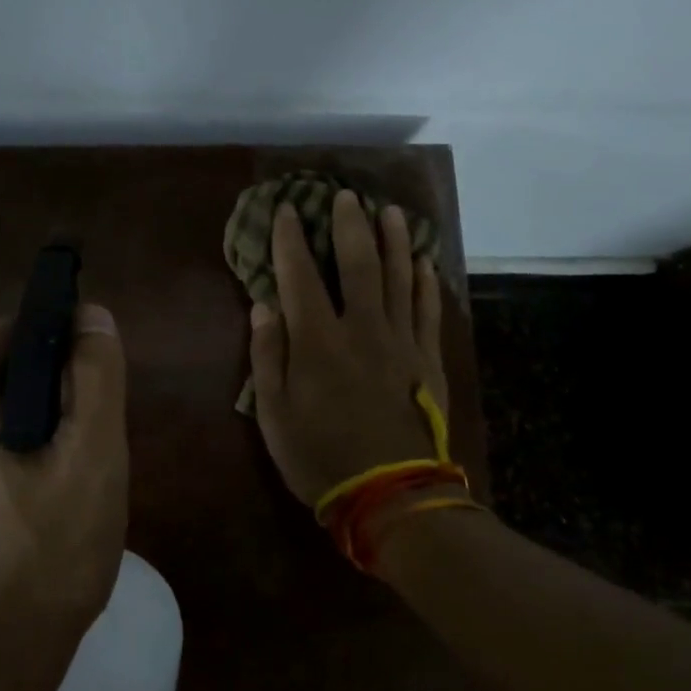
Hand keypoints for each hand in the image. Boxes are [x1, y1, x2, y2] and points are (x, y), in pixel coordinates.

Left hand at [0, 306, 129, 673]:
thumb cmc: (48, 557)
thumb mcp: (93, 458)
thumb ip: (96, 376)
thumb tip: (91, 315)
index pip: (9, 335)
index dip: (58, 347)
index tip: (92, 389)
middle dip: (44, 399)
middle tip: (84, 452)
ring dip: (22, 436)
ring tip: (61, 490)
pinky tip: (26, 517)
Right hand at [248, 191, 447, 505]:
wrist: (391, 494)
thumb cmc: (320, 457)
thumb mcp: (273, 414)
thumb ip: (267, 357)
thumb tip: (263, 306)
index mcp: (317, 341)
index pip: (300, 276)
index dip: (290, 240)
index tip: (287, 210)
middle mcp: (361, 329)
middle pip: (357, 264)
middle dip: (348, 226)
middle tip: (345, 195)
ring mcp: (401, 342)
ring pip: (399, 278)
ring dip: (394, 241)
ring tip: (389, 211)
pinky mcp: (427, 360)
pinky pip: (427, 310)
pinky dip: (425, 283)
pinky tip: (424, 263)